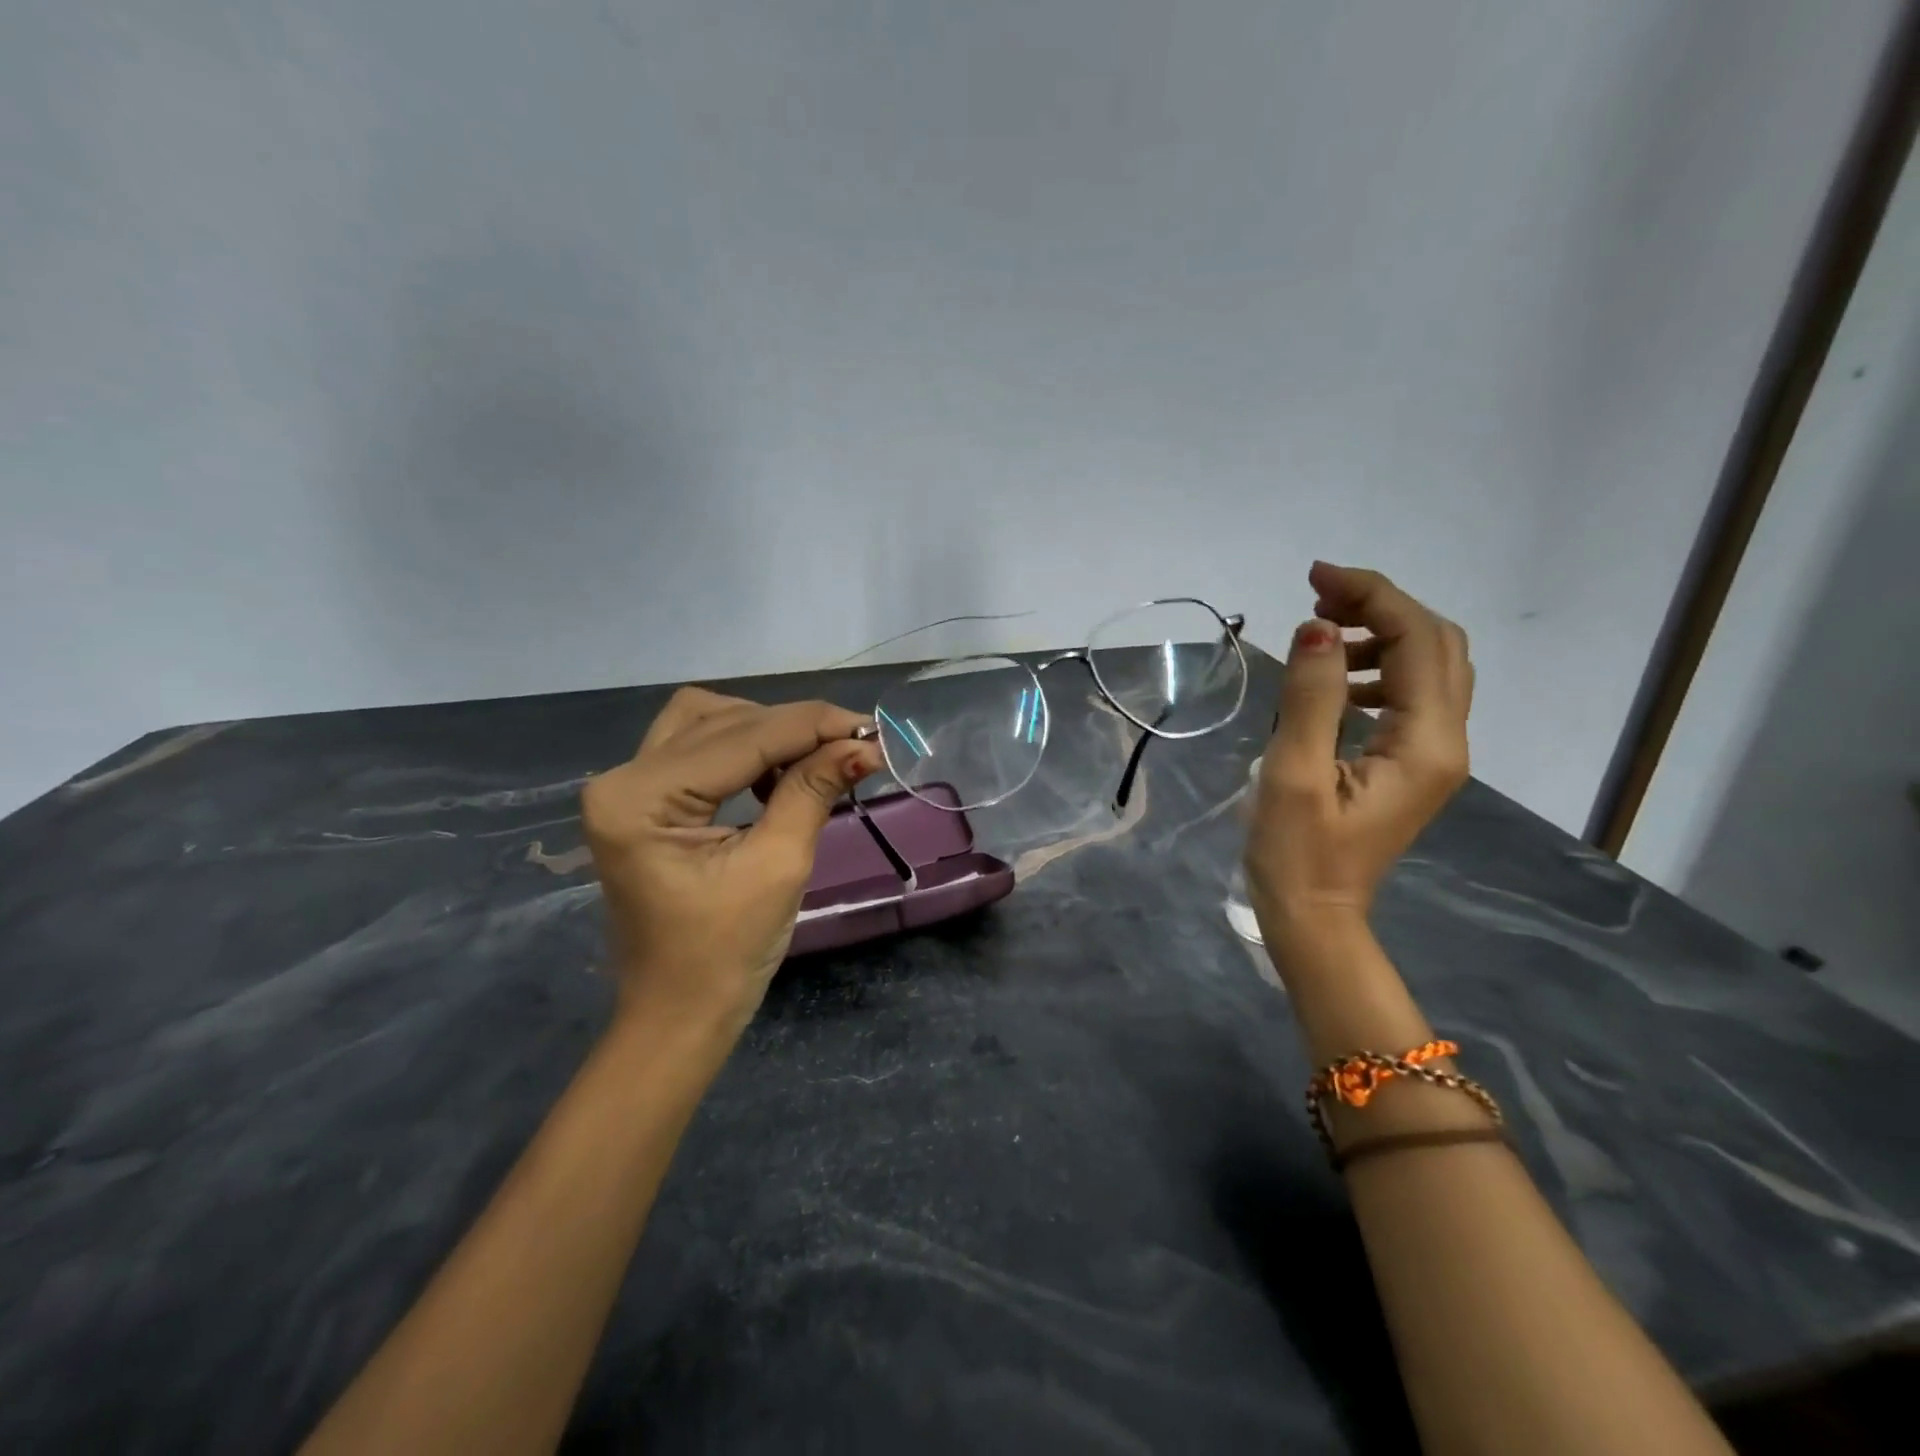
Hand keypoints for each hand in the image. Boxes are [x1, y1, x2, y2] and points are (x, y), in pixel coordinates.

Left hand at [581, 688, 881, 1031]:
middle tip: (854, 748)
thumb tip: (864, 745)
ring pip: (709, 721)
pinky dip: (747, 749)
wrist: (678, 1014)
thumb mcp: (779, 866)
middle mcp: (622, 778)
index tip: (874, 730)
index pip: (743, 736)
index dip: (814, 726)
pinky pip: (700, 747)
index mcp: (640, 798)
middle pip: (723, 719)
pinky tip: (780, 774)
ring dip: (768, 731)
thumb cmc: (726, 956)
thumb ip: (814, 791)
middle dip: (795, 728)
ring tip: (817, 760)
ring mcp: (628, 786)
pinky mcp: (644, 799)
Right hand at [1246, 563, 1472, 952]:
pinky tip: (1333, 681)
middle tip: (1318, 597)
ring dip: (1380, 635)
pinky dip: (1377, 669)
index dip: (1372, 595)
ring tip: (1319, 635)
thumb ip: (1310, 698)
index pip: (1418, 640)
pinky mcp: (1412, 764)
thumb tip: (1317, 626)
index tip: (1315, 577)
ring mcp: (1434, 754)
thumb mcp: (1294, 774)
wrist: (1314, 916)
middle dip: (1382, 606)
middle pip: (1438, 645)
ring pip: (1429, 667)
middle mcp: (1446, 741)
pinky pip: (1411, 695)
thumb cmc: (1297, 853)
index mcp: (1425, 743)